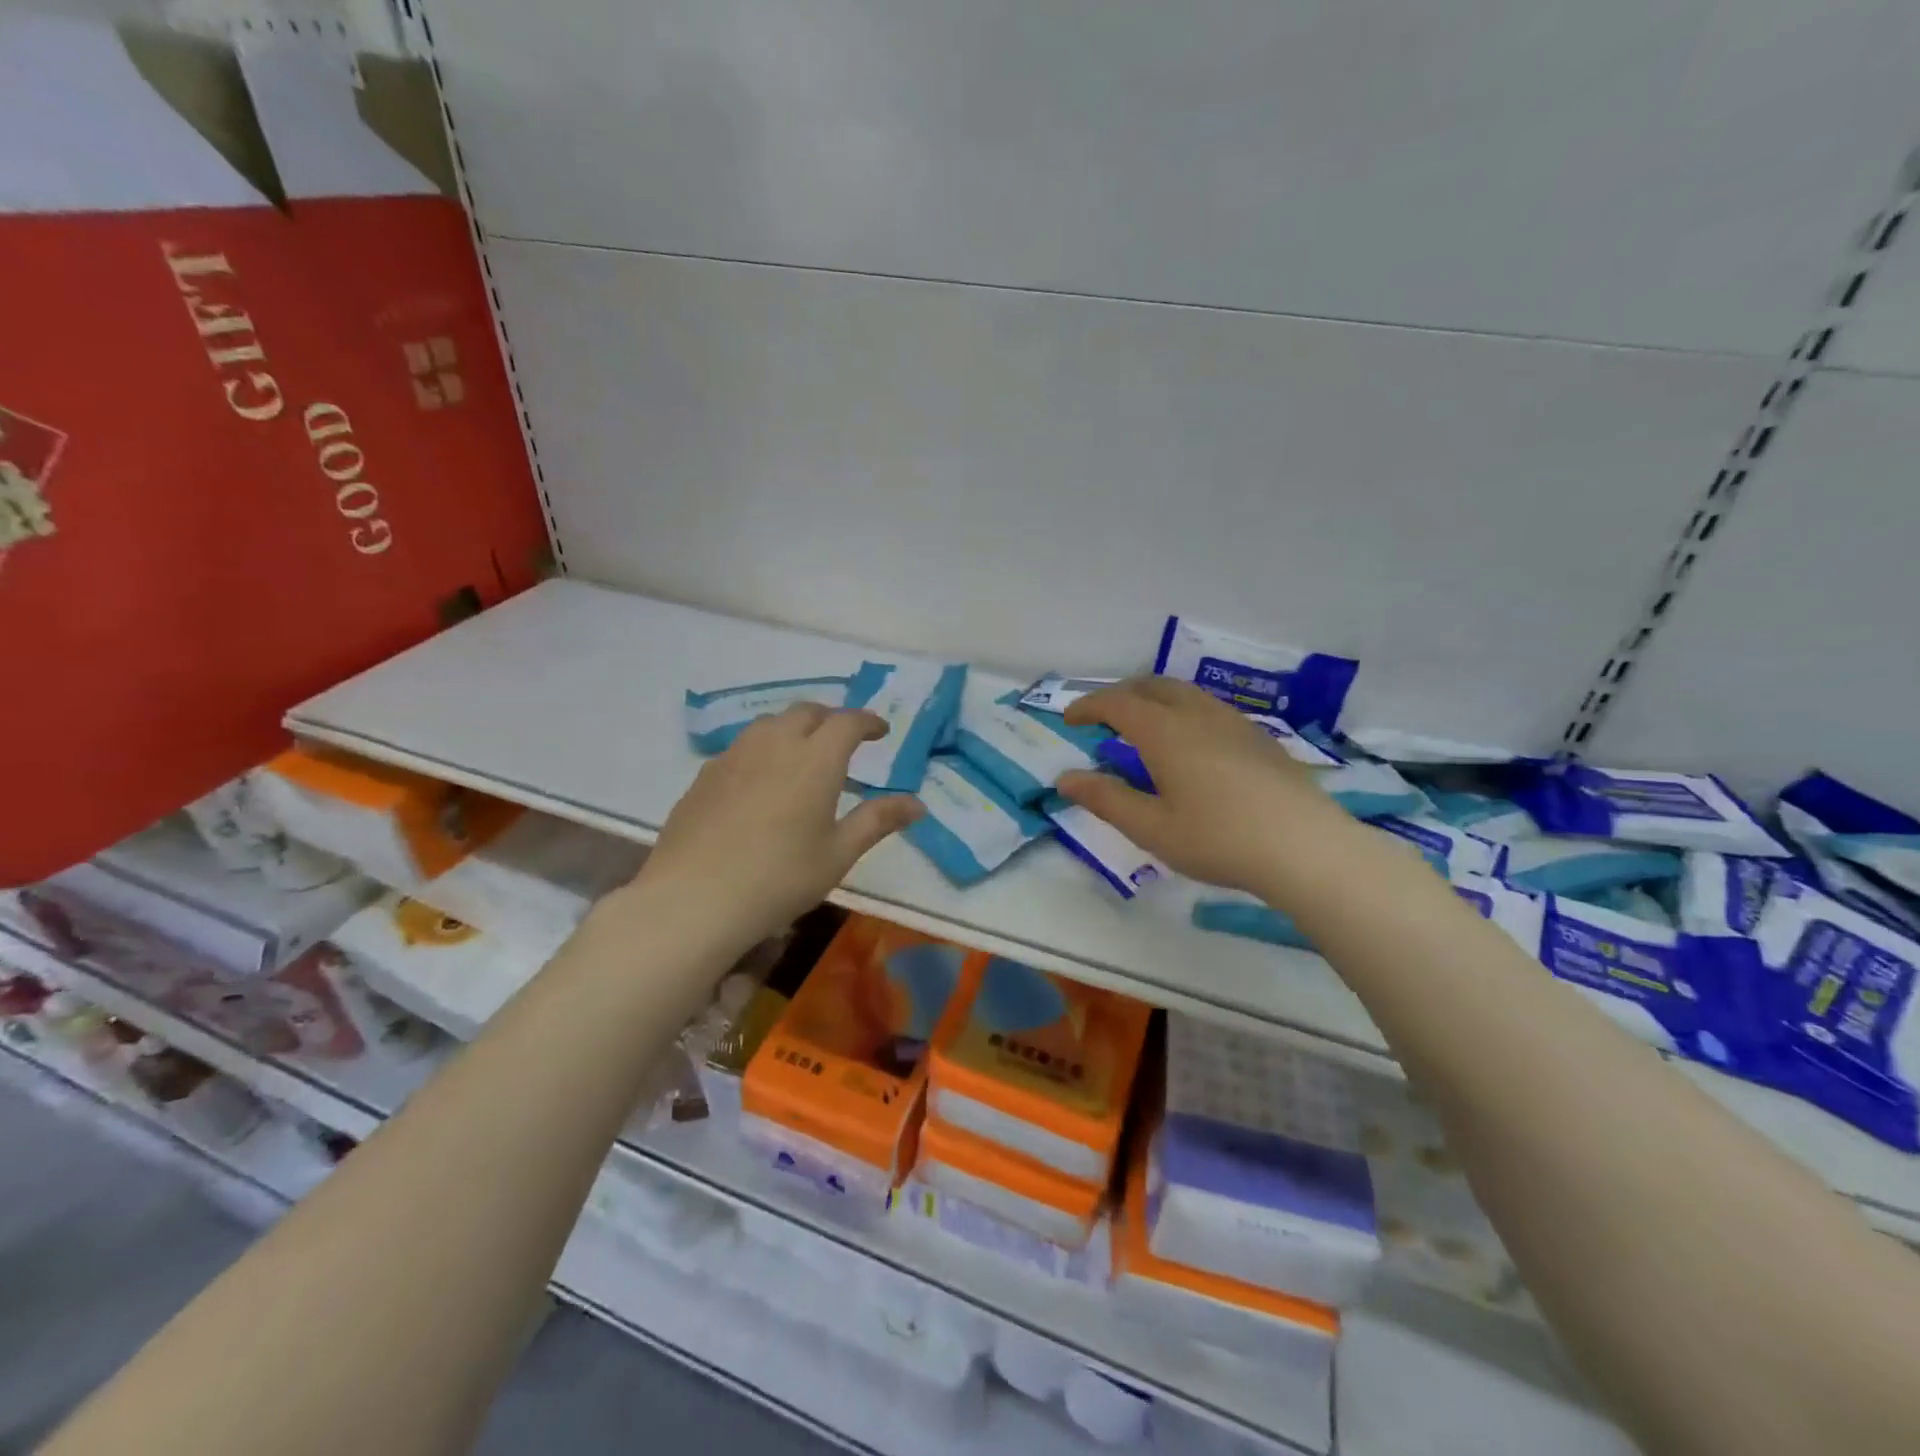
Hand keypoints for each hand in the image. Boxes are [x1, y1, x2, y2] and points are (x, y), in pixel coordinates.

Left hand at [632, 704, 924, 951]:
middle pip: (807, 712)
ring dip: (795, 728)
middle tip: (844, 740)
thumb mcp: (839, 854)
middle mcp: (775, 744)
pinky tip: (762, 780)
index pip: (847, 722)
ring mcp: (735, 755)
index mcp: (815, 759)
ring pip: (770, 724)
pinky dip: (764, 749)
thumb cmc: (780, 877)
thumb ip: (878, 821)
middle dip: (831, 719)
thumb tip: (918, 804)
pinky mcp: (706, 774)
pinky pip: (743, 746)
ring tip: (804, 754)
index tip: (881, 732)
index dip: (868, 722)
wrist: (694, 898)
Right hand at [1057, 677, 1337, 893]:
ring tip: (1143, 728)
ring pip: (1184, 693)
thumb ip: (1105, 799)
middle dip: (1120, 694)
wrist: (1306, 848)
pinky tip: (1190, 746)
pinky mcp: (1259, 738)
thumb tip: (1065, 779)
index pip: (1117, 703)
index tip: (1070, 719)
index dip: (1088, 705)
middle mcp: (1198, 715)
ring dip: (1153, 699)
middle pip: (1152, 686)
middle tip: (1102, 718)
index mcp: (1165, 732)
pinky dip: (1182, 711)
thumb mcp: (1151, 828)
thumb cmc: (1219, 839)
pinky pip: (1209, 708)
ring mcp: (1234, 722)